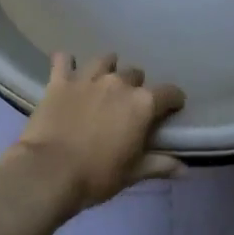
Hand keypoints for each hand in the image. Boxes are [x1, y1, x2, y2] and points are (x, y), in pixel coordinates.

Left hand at [6, 53, 185, 210]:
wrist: (49, 172)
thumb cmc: (97, 175)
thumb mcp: (133, 173)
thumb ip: (159, 165)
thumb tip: (184, 168)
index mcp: (142, 104)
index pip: (169, 92)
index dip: (173, 100)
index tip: (172, 108)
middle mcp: (118, 83)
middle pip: (135, 74)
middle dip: (136, 87)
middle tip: (128, 105)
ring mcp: (87, 79)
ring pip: (104, 60)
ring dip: (107, 68)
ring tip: (103, 82)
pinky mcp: (59, 81)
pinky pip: (64, 60)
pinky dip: (67, 63)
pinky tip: (67, 70)